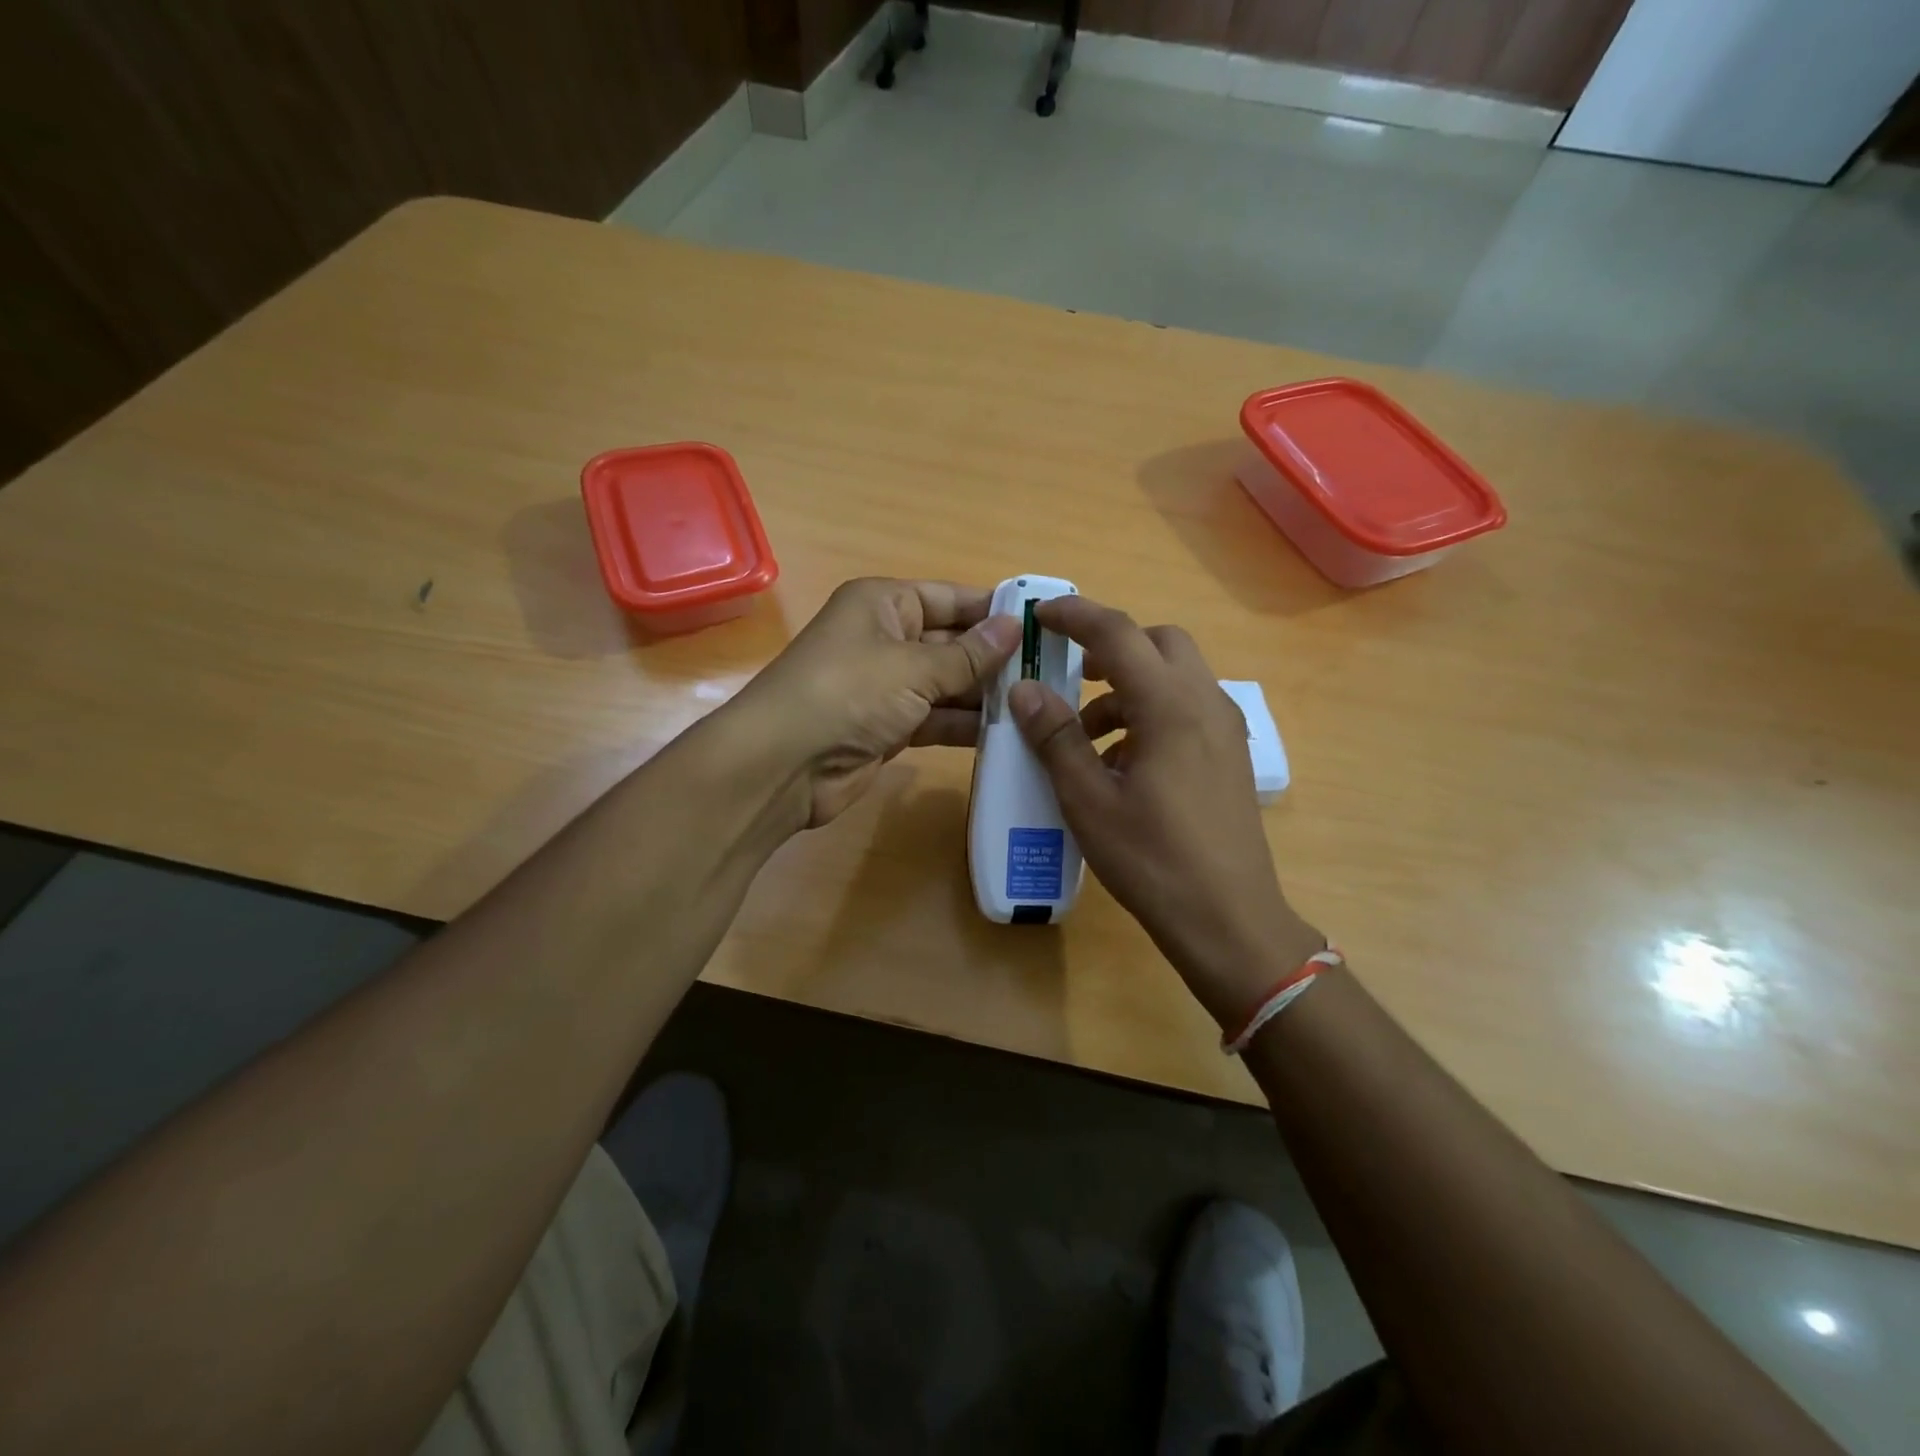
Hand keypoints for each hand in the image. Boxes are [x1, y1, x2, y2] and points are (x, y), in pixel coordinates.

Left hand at [732, 577, 1020, 827]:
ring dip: (984, 696)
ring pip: (946, 685)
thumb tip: (1013, 627)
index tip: (1042, 625)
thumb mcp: (912, 667)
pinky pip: (935, 719)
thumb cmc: (848, 693)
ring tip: (1039, 706)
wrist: (783, 765)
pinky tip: (1007, 734)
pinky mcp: (887, 728)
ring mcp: (885, 687)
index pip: (950, 598)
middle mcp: (885, 639)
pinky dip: (964, 726)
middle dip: (995, 659)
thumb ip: (967, 655)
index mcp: (884, 604)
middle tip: (1051, 674)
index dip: (993, 610)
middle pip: (951, 643)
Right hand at [1008, 596, 1322, 1027]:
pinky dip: (1150, 713)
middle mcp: (1205, 703)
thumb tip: (1024, 689)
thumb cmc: (1152, 860)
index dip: (1075, 615)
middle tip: (1070, 674)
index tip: (1040, 615)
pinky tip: (1123, 764)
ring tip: (1086, 737)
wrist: (1229, 919)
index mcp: (1170, 706)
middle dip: (1111, 647)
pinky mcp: (1229, 755)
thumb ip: (1056, 737)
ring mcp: (1224, 729)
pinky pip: (1187, 709)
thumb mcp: (1088, 800)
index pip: (1118, 634)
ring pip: (1175, 676)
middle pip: (1158, 642)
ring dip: (1128, 687)